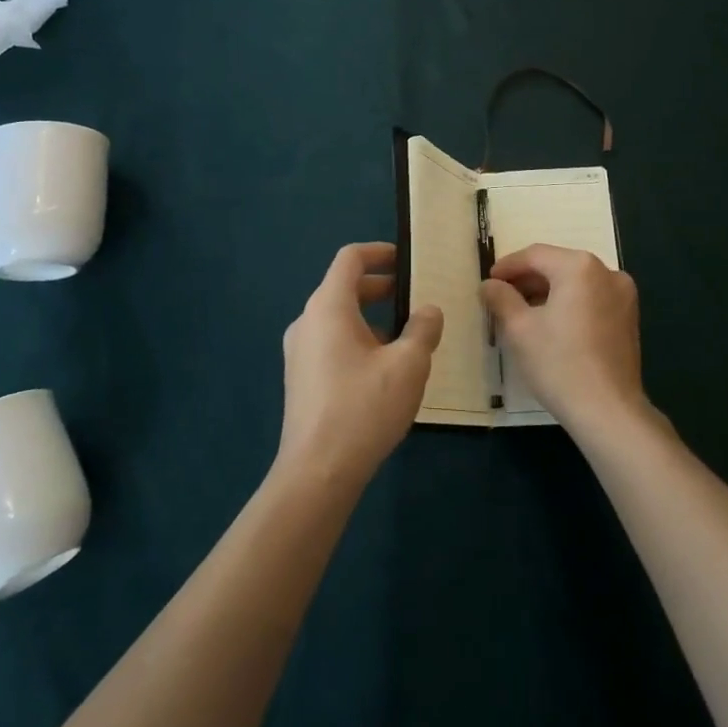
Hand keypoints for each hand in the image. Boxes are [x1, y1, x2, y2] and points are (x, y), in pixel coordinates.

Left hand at [278, 242, 442, 488]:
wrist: (316, 473)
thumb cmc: (363, 408)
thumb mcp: (408, 365)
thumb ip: (423, 329)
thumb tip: (428, 311)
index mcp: (328, 307)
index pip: (350, 258)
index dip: (379, 252)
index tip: (407, 260)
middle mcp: (307, 321)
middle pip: (344, 288)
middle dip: (381, 288)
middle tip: (415, 299)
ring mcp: (299, 352)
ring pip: (339, 319)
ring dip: (372, 319)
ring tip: (407, 339)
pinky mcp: (300, 379)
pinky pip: (331, 344)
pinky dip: (358, 341)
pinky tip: (384, 372)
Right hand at [480, 244, 647, 442]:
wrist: (609, 412)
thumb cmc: (559, 364)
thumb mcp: (520, 329)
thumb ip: (501, 298)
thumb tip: (489, 285)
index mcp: (579, 267)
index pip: (535, 255)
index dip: (507, 267)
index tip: (488, 282)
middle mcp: (606, 272)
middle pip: (557, 266)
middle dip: (527, 280)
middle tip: (501, 298)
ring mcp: (623, 295)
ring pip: (575, 283)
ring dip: (547, 293)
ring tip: (522, 313)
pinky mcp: (629, 318)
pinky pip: (591, 299)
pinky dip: (569, 304)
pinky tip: (551, 325)